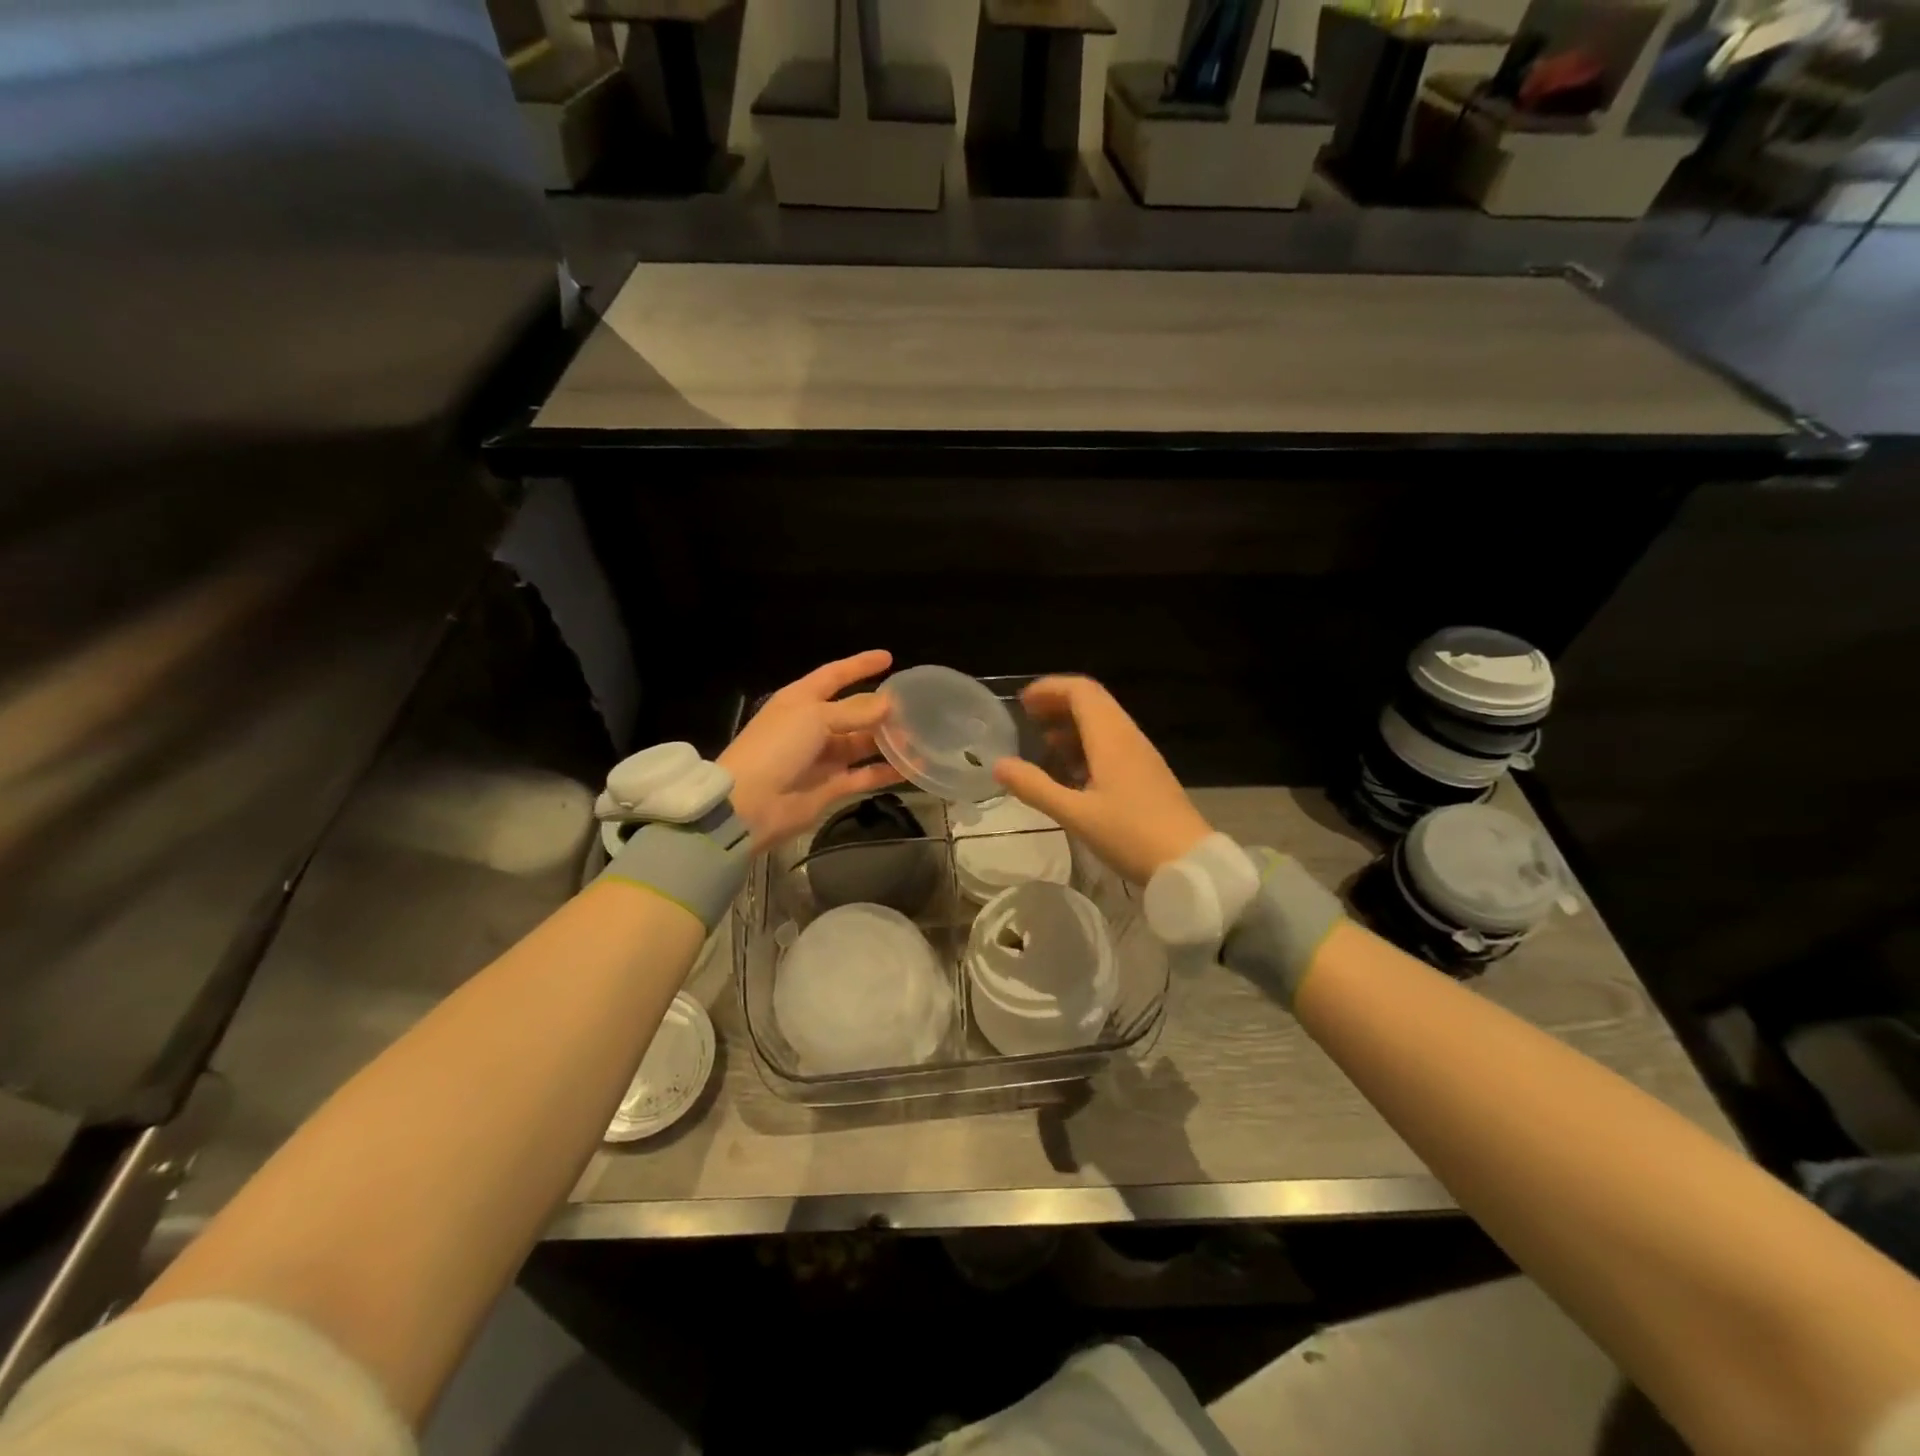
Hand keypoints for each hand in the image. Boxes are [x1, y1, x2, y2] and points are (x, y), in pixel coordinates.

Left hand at [719, 650, 902, 850]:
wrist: (750, 803)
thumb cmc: (777, 747)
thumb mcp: (814, 717)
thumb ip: (854, 710)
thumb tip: (888, 703)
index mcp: (801, 701)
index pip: (834, 675)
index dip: (859, 665)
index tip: (888, 658)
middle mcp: (812, 726)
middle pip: (853, 712)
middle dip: (880, 709)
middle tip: (914, 706)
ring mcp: (822, 758)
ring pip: (861, 744)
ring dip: (887, 740)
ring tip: (918, 736)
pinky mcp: (831, 786)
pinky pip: (865, 775)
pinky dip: (886, 771)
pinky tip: (912, 766)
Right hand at [992, 676, 1210, 883]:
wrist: (1189, 863)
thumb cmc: (1130, 836)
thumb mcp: (1075, 815)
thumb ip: (1035, 787)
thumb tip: (999, 765)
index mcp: (1111, 738)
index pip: (1080, 691)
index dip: (1049, 689)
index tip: (1022, 703)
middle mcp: (1128, 737)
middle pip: (1093, 701)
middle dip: (1058, 703)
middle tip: (1028, 719)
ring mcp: (1141, 755)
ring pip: (1104, 723)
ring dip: (1072, 725)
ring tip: (1044, 745)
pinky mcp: (1147, 773)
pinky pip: (1113, 744)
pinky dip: (1087, 745)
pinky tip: (1073, 772)